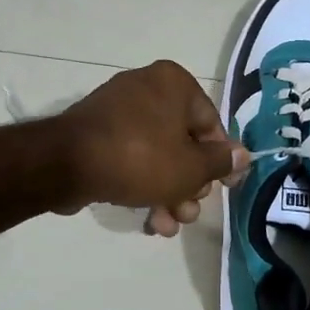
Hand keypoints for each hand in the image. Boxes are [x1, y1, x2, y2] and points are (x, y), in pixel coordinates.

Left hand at [60, 61, 247, 236]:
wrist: (66, 164)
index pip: (211, 123)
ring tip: (169, 225)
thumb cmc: (141, 157)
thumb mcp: (191, 167)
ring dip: (168, 193)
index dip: (220, 160)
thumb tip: (243, 156)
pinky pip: (131, 157)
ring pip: (157, 155)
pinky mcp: (97, 134)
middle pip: (183, 142)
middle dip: (189, 185)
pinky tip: (150, 220)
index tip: (224, 188)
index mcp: (174, 84)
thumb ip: (220, 162)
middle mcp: (147, 88)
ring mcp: (118, 111)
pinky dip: (143, 184)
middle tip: (189, 211)